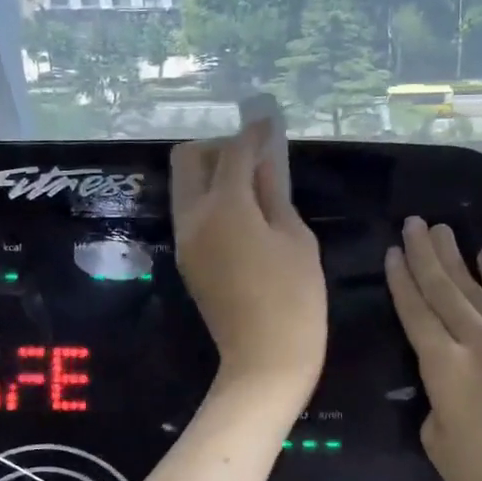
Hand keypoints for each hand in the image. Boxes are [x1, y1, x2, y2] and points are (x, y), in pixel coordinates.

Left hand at [172, 122, 324, 401]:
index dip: (253, 132)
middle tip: (254, 158)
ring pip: (186, 184)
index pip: (233, 152)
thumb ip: (275, 193)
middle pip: (189, 158)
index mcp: (225, 207)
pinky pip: (191, 211)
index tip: (267, 120)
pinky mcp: (187, 259)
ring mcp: (185, 239)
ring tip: (252, 185)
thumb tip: (265, 160)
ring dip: (212, 172)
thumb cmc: (294, 298)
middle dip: (219, 146)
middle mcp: (193, 217)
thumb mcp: (296, 238)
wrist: (264, 360)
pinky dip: (211, 199)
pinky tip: (243, 213)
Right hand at [385, 217, 481, 480]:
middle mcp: (479, 343)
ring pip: (478, 290)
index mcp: (445, 368)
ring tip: (441, 230)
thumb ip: (437, 401)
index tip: (392, 252)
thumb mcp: (440, 444)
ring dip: (458, 258)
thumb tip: (446, 382)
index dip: (401, 281)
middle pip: (445, 290)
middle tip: (413, 222)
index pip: (416, 312)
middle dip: (425, 255)